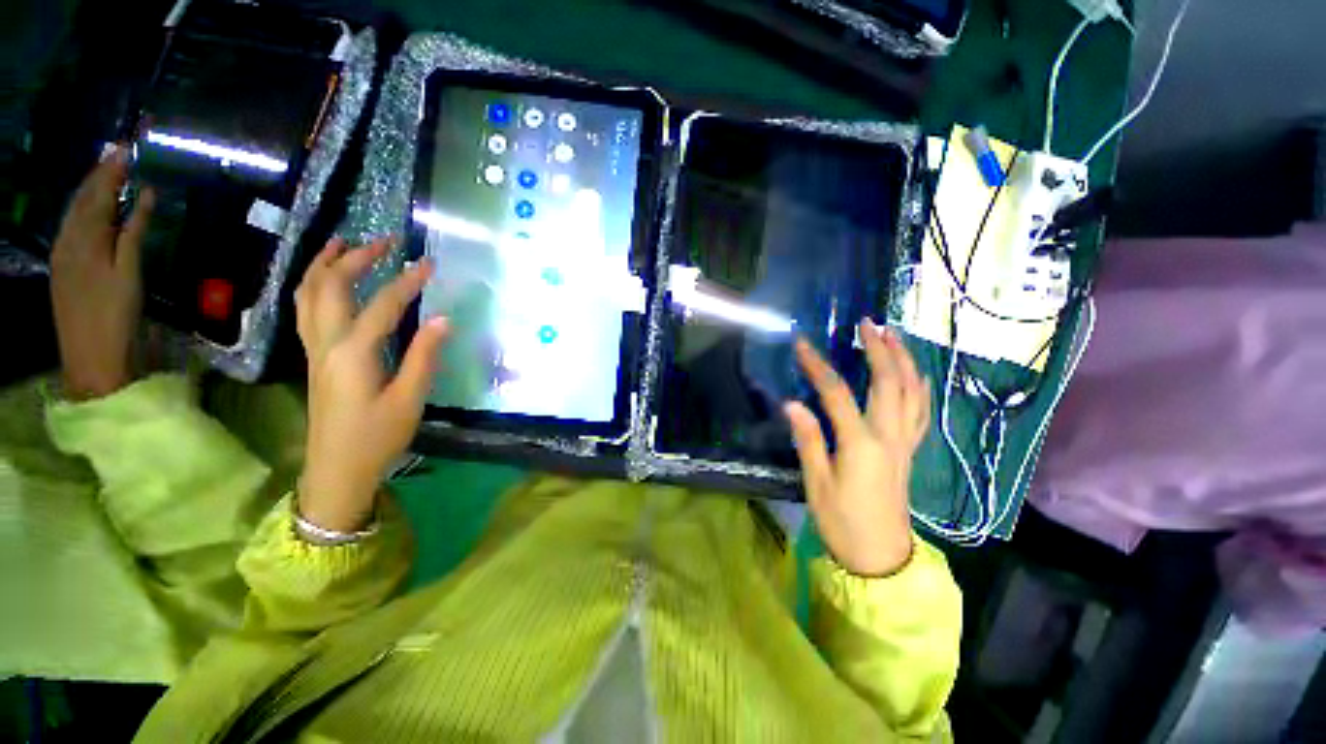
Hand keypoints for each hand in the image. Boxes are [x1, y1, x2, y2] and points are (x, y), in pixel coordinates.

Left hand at [50, 146, 154, 400]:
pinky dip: (86, 211)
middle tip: (119, 153)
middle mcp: (68, 238)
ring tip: (108, 174)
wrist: (90, 357)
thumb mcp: (130, 272)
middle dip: (99, 174)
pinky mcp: (65, 267)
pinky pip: (74, 227)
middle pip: (83, 198)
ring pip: (76, 211)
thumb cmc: (115, 314)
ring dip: (92, 190)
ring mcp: (64, 254)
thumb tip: (145, 193)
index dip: (112, 168)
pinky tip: (96, 209)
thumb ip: (134, 230)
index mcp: (84, 237)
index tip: (128, 146)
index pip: (98, 191)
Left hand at [294, 237, 449, 531]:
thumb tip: (444, 319)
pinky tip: (326, 281)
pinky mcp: (314, 358)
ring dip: (324, 264)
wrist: (337, 469)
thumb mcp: (409, 399)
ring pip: (308, 294)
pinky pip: (306, 309)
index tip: (429, 262)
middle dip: (356, 257)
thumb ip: (424, 356)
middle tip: (384, 241)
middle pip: (331, 286)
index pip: (383, 305)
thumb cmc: (377, 437)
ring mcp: (315, 349)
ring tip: (344, 243)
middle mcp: (327, 343)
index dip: (407, 281)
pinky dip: (314, 285)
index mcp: (353, 353)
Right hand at [785, 319, 930, 576]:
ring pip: (913, 393)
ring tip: (894, 335)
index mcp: (861, 444)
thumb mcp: (817, 484)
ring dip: (905, 360)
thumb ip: (808, 440)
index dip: (817, 366)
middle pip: (889, 383)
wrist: (882, 557)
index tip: (801, 344)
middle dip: (879, 349)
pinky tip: (916, 373)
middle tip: (867, 323)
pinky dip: (920, 386)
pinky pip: (921, 411)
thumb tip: (792, 404)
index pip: (836, 393)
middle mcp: (889, 437)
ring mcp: (905, 443)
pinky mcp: (910, 451)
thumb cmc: (843, 522)